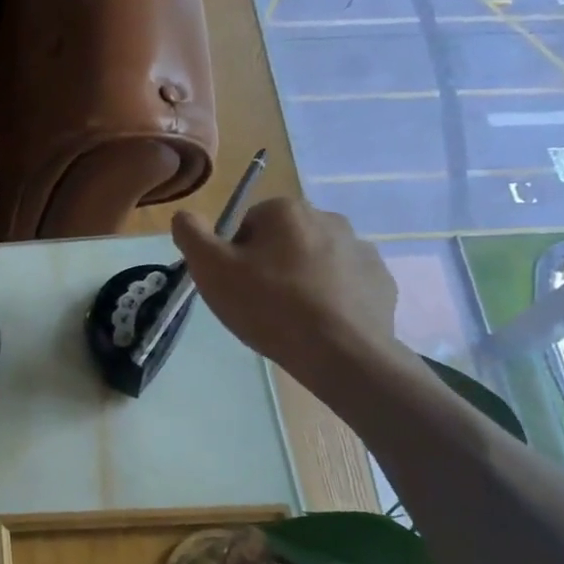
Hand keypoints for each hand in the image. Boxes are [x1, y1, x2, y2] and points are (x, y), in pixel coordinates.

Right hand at [172, 198, 397, 378]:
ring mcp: (361, 249)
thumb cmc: (269, 306)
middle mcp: (328, 218)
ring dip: (301, 280)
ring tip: (290, 318)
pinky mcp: (380, 280)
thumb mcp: (211, 271)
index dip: (235, 256)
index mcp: (286, 210)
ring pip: (315, 260)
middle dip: (269, 265)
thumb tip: (184, 215)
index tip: (235, 285)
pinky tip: (319, 324)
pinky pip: (344, 283)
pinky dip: (330, 298)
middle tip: (258, 303)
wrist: (341, 352)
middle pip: (283, 240)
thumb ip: (191, 235)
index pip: (246, 224)